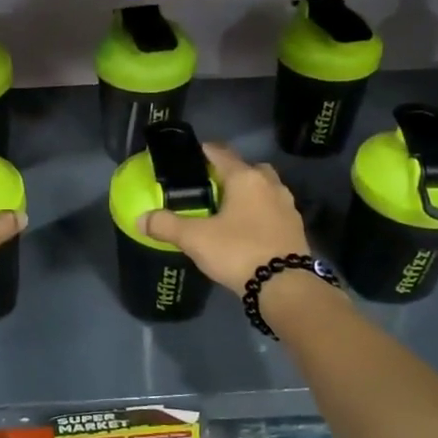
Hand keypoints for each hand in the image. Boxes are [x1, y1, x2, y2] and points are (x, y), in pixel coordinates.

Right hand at [143, 142, 310, 294]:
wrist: (284, 286)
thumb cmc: (238, 251)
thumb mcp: (195, 238)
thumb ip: (166, 225)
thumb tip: (140, 219)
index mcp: (245, 178)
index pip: (222, 153)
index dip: (205, 151)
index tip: (193, 154)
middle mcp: (270, 185)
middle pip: (249, 169)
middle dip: (232, 173)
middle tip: (212, 186)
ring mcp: (287, 206)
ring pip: (265, 190)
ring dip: (250, 194)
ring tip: (229, 210)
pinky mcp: (296, 228)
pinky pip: (274, 211)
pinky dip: (261, 214)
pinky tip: (247, 230)